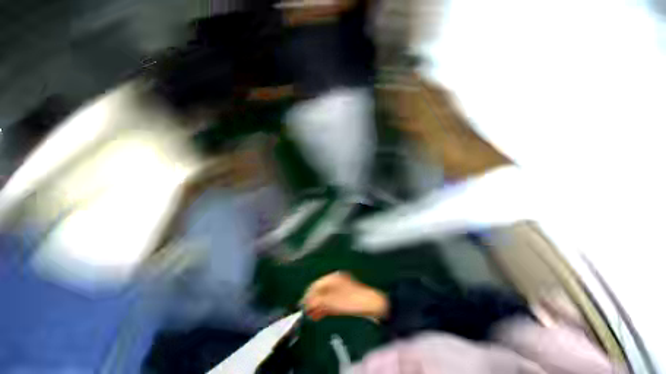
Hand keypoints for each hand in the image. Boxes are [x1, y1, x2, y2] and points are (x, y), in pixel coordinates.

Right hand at [302, 272, 388, 320]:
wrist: (372, 305)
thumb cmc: (352, 301)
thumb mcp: (333, 302)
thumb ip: (319, 301)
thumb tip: (307, 302)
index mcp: (333, 278)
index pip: (317, 285)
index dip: (308, 294)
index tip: (303, 305)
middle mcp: (336, 281)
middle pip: (320, 290)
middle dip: (312, 301)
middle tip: (306, 312)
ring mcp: (340, 289)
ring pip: (325, 296)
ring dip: (318, 305)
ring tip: (311, 316)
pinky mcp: (344, 297)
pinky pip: (331, 301)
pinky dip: (325, 307)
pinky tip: (320, 314)